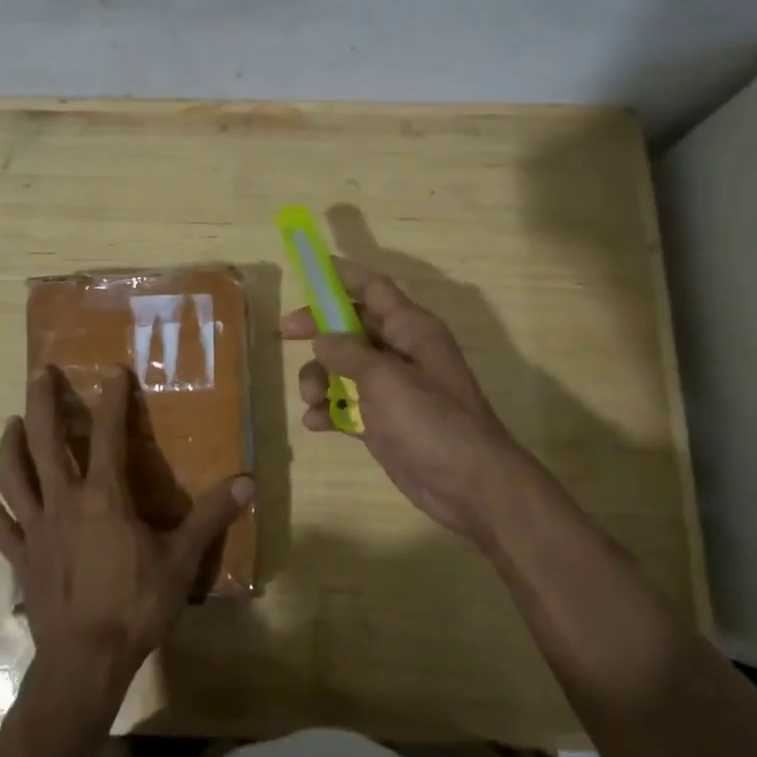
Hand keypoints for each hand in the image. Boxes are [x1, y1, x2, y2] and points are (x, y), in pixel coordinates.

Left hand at [0, 366, 252, 712]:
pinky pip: (4, 530)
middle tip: (39, 373)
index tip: (113, 372)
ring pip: (15, 477)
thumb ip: (211, 517)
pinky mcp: (22, 561)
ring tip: (11, 423)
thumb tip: (248, 482)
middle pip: (45, 442)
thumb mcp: (181, 560)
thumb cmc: (135, 606)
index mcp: (104, 497)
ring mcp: (37, 531)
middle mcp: (64, 502)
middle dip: (42, 403)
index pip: (107, 435)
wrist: (85, 662)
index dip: (111, 400)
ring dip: (11, 447)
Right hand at [281, 259, 556, 548]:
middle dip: (319, 329)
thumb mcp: (386, 379)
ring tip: (313, 399)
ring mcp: (392, 388)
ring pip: (343, 367)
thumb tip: (321, 337)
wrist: (470, 486)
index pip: (374, 288)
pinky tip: (316, 423)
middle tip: (286, 332)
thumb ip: (349, 352)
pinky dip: (329, 410)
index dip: (343, 275)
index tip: (309, 270)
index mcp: (411, 329)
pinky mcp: (383, 422)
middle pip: (351, 326)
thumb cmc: (432, 421)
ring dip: (320, 378)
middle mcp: (401, 352)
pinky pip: (346, 405)